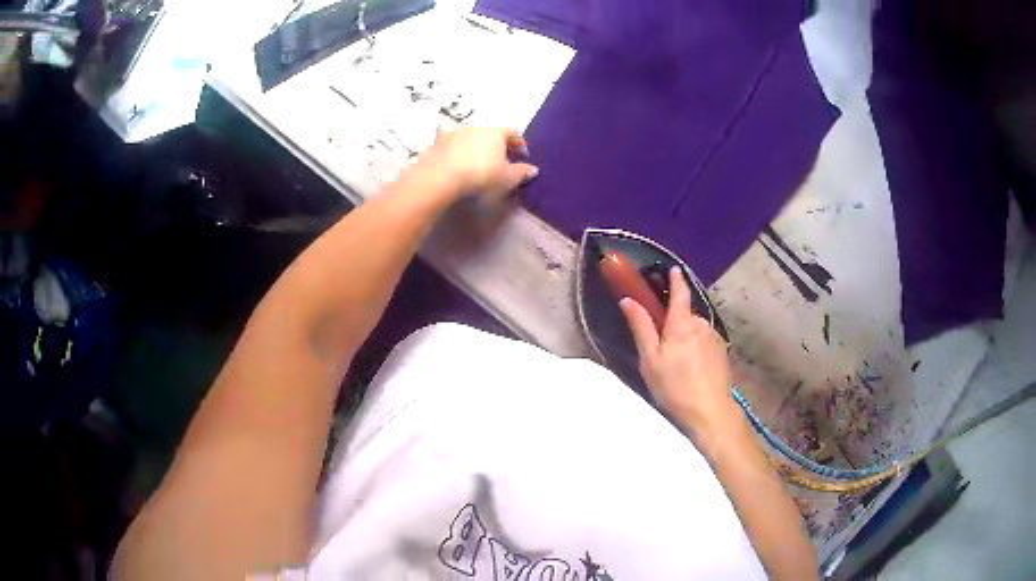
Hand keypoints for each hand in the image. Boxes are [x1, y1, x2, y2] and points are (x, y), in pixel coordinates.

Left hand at [413, 126, 538, 200]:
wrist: (441, 177)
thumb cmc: (481, 175)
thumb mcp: (507, 178)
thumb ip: (521, 172)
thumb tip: (532, 169)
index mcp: (496, 131)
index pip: (513, 132)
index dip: (520, 143)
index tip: (522, 156)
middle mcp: (476, 126)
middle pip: (492, 133)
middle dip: (498, 145)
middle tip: (501, 159)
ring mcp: (455, 132)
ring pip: (471, 136)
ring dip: (476, 146)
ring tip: (478, 161)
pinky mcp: (438, 142)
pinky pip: (451, 143)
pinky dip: (457, 150)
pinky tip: (456, 160)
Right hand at [620, 267, 740, 434]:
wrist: (710, 411)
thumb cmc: (674, 387)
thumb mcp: (650, 360)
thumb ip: (641, 327)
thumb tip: (628, 301)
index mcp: (682, 324)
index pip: (680, 292)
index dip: (675, 279)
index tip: (672, 269)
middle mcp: (701, 324)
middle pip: (685, 314)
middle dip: (674, 322)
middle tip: (662, 345)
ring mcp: (715, 337)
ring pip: (696, 329)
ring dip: (686, 336)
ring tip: (677, 362)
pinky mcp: (722, 351)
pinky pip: (705, 340)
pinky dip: (697, 347)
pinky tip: (692, 368)